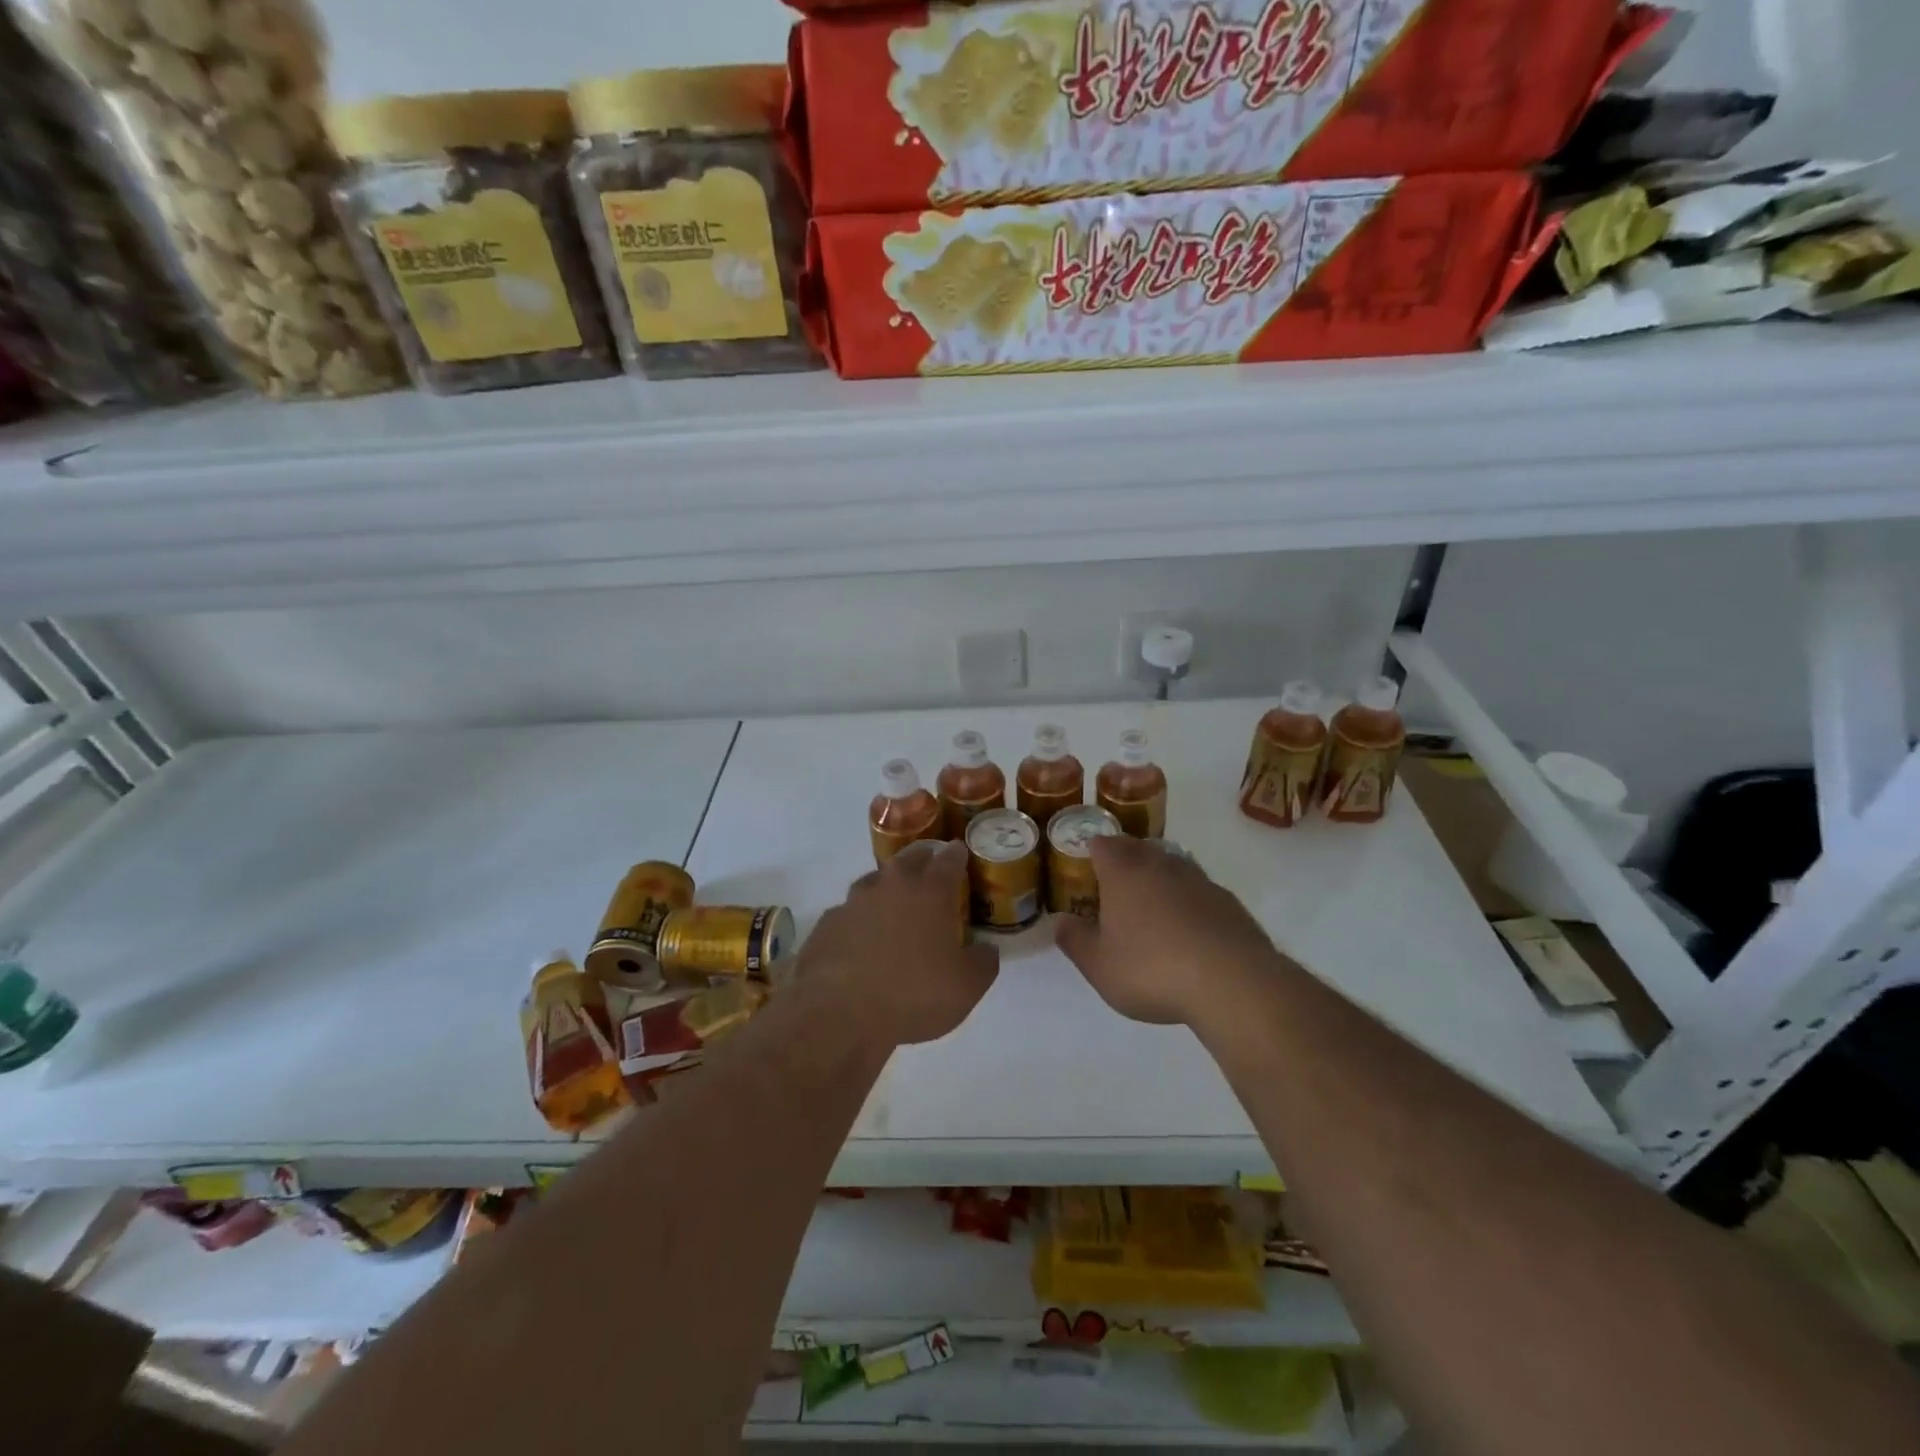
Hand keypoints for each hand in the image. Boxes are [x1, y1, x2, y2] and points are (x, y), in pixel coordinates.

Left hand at [799, 840, 998, 1047]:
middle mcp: (891, 885)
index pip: (949, 859)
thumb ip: (983, 962)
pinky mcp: (827, 923)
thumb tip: (986, 950)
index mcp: (930, 892)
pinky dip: (859, 920)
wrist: (838, 1013)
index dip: (957, 855)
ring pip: (875, 882)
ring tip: (895, 907)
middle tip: (931, 873)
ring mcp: (853, 902)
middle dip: (923, 861)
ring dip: (888, 889)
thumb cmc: (912, 994)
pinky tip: (860, 940)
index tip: (961, 853)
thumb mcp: (966, 987)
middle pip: (910, 859)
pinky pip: (849, 913)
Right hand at [1055, 836, 1279, 1027]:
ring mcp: (1198, 880)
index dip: (1092, 850)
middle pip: (1138, 848)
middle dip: (1124, 859)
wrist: (1232, 982)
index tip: (1085, 864)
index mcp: (1123, 873)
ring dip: (1158, 878)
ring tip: (1150, 905)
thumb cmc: (1152, 969)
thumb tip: (1059, 921)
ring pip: (1171, 865)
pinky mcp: (1227, 901)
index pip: (1103, 844)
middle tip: (1114, 884)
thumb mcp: (1099, 966)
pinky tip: (1187, 928)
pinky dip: (1187, 900)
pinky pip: (1198, 890)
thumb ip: (1075, 941)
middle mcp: (1160, 865)